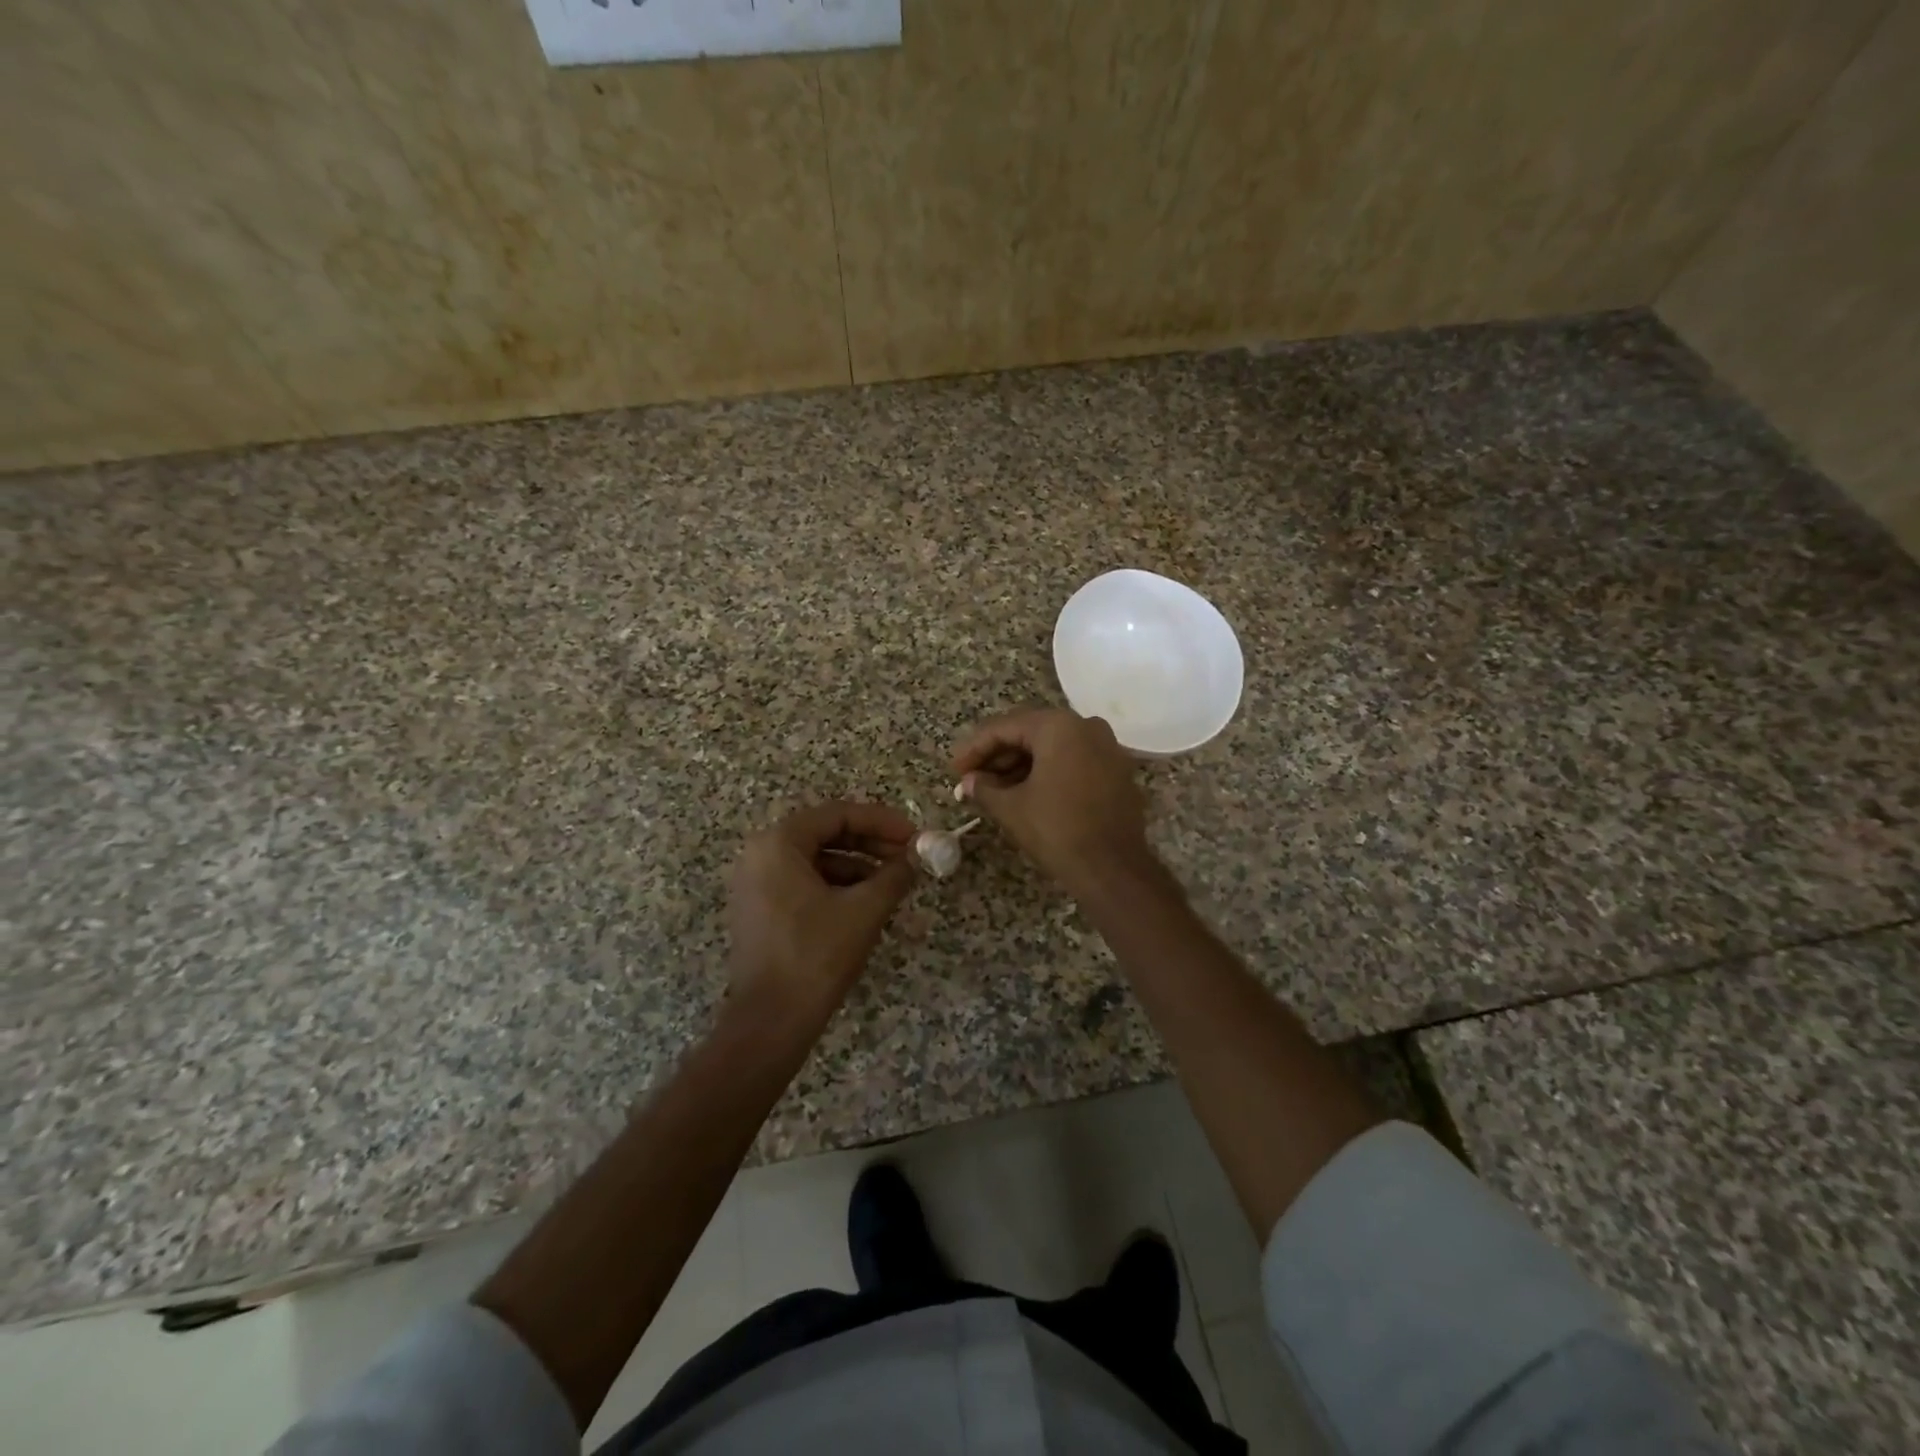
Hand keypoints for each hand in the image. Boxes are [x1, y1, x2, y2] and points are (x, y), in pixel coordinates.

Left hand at [727, 801, 917, 1016]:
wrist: (770, 1022)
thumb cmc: (816, 956)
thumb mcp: (864, 910)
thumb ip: (895, 874)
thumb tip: (918, 856)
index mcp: (779, 843)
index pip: (838, 814)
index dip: (882, 821)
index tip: (915, 835)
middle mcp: (760, 854)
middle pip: (826, 833)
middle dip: (871, 842)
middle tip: (909, 855)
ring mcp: (756, 883)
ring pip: (817, 859)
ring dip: (858, 865)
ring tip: (895, 881)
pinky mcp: (761, 909)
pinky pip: (804, 882)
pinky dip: (838, 885)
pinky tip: (868, 901)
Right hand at [952, 708, 1152, 894]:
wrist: (1113, 868)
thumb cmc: (1056, 830)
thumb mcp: (1011, 808)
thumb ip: (984, 788)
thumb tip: (969, 782)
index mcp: (1058, 726)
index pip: (1005, 727)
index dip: (975, 748)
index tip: (954, 769)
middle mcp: (1085, 726)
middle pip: (1030, 733)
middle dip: (998, 755)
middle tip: (971, 778)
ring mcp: (1107, 747)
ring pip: (1053, 747)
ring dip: (1021, 765)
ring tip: (993, 789)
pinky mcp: (1117, 770)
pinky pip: (1073, 760)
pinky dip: (1048, 771)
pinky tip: (1025, 792)